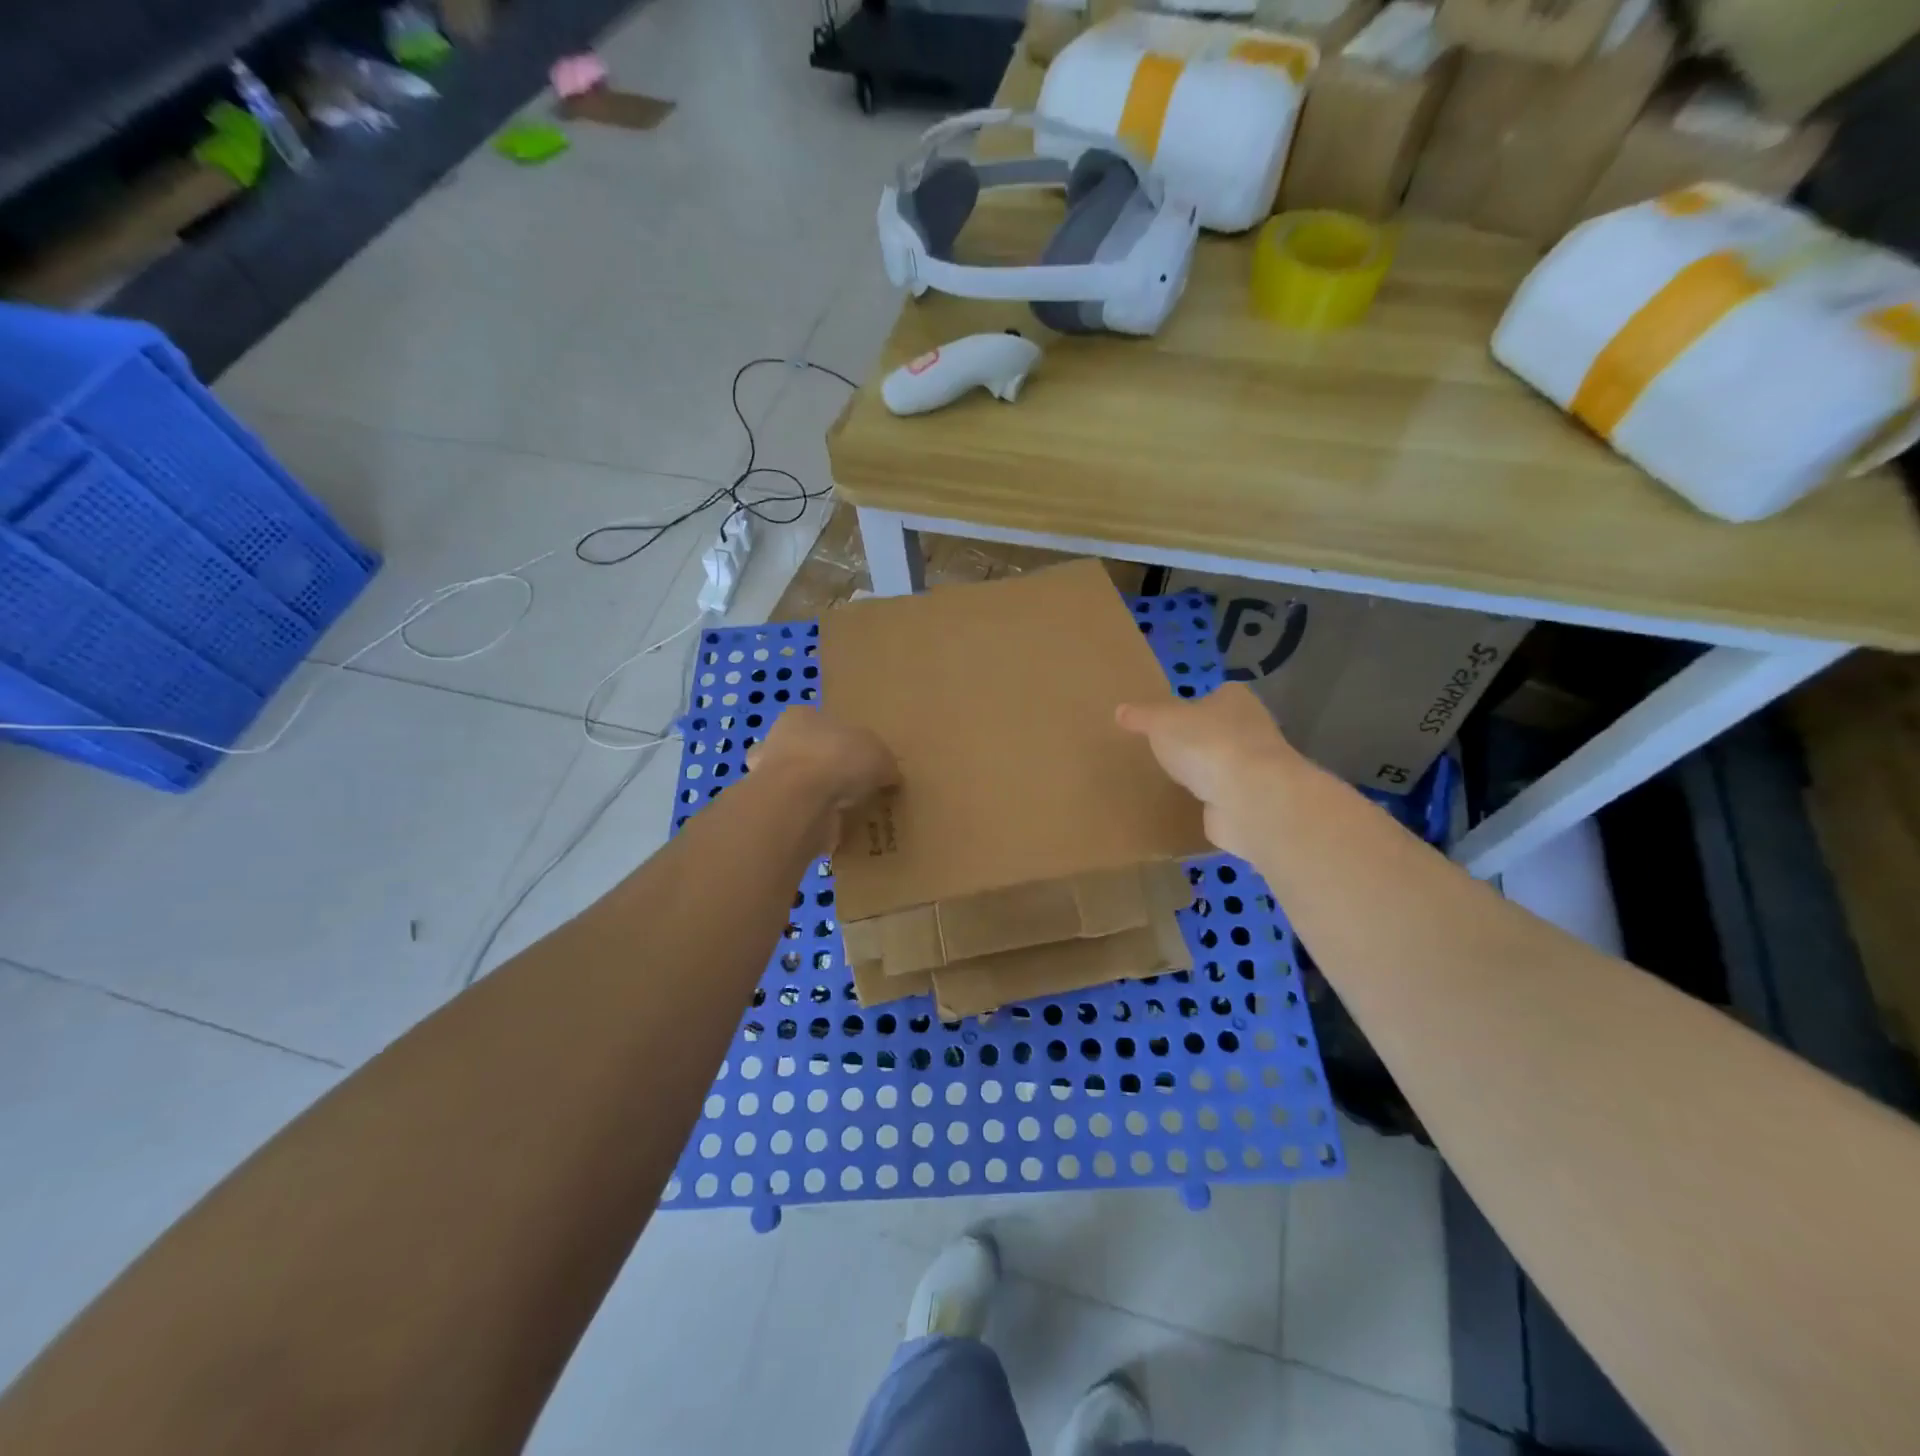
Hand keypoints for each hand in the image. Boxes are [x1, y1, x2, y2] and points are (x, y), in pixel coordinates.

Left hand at [747, 707, 898, 824]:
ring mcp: (767, 776)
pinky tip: (832, 828)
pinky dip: (811, 819)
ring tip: (845, 811)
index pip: (823, 723)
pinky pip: (796, 811)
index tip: (861, 761)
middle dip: (827, 769)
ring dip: (816, 796)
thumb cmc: (838, 759)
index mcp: (802, 715)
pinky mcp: (769, 808)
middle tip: (854, 787)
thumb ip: (883, 762)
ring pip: (797, 784)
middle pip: (807, 752)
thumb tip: (889, 775)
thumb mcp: (879, 754)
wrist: (798, 800)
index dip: (844, 742)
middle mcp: (779, 740)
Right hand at [1116, 685, 1302, 858]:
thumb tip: (1121, 710)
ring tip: (1171, 779)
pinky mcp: (1251, 802)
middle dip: (1198, 739)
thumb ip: (1142, 716)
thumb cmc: (1206, 744)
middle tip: (1165, 748)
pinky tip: (1187, 805)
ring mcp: (1255, 769)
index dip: (1195, 703)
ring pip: (1223, 764)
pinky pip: (1223, 796)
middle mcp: (1252, 729)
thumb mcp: (1162, 722)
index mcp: (1235, 700)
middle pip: (1220, 729)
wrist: (1249, 799)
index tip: (1171, 716)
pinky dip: (1209, 801)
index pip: (1216, 694)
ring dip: (1204, 772)